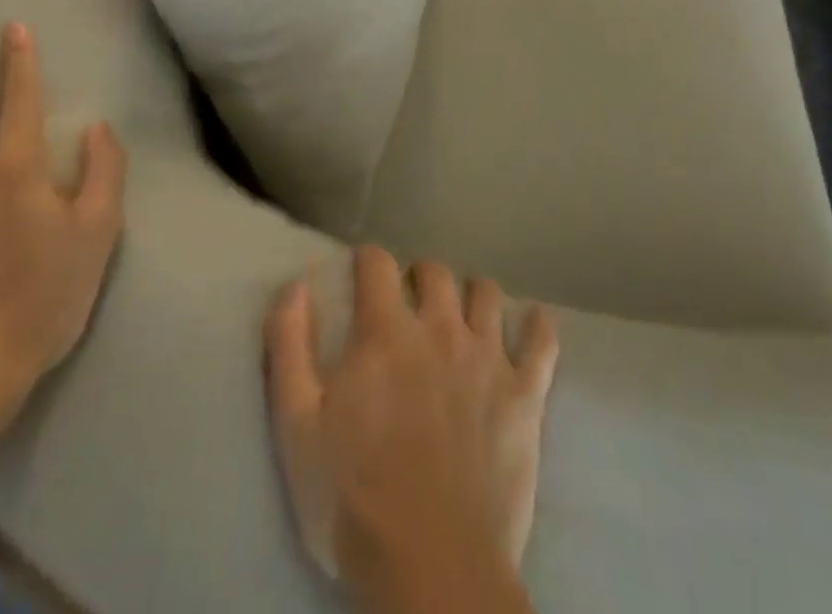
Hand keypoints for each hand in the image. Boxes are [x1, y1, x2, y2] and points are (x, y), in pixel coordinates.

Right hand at [264, 247, 558, 594]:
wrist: (433, 570)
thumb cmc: (354, 500)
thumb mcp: (297, 426)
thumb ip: (289, 346)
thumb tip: (295, 285)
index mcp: (386, 333)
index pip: (378, 263)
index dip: (368, 260)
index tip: (363, 271)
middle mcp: (440, 329)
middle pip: (435, 272)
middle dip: (418, 276)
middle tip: (410, 300)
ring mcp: (488, 359)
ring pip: (486, 294)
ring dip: (471, 294)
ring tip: (462, 313)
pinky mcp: (525, 395)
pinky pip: (542, 343)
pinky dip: (538, 327)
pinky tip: (534, 324)